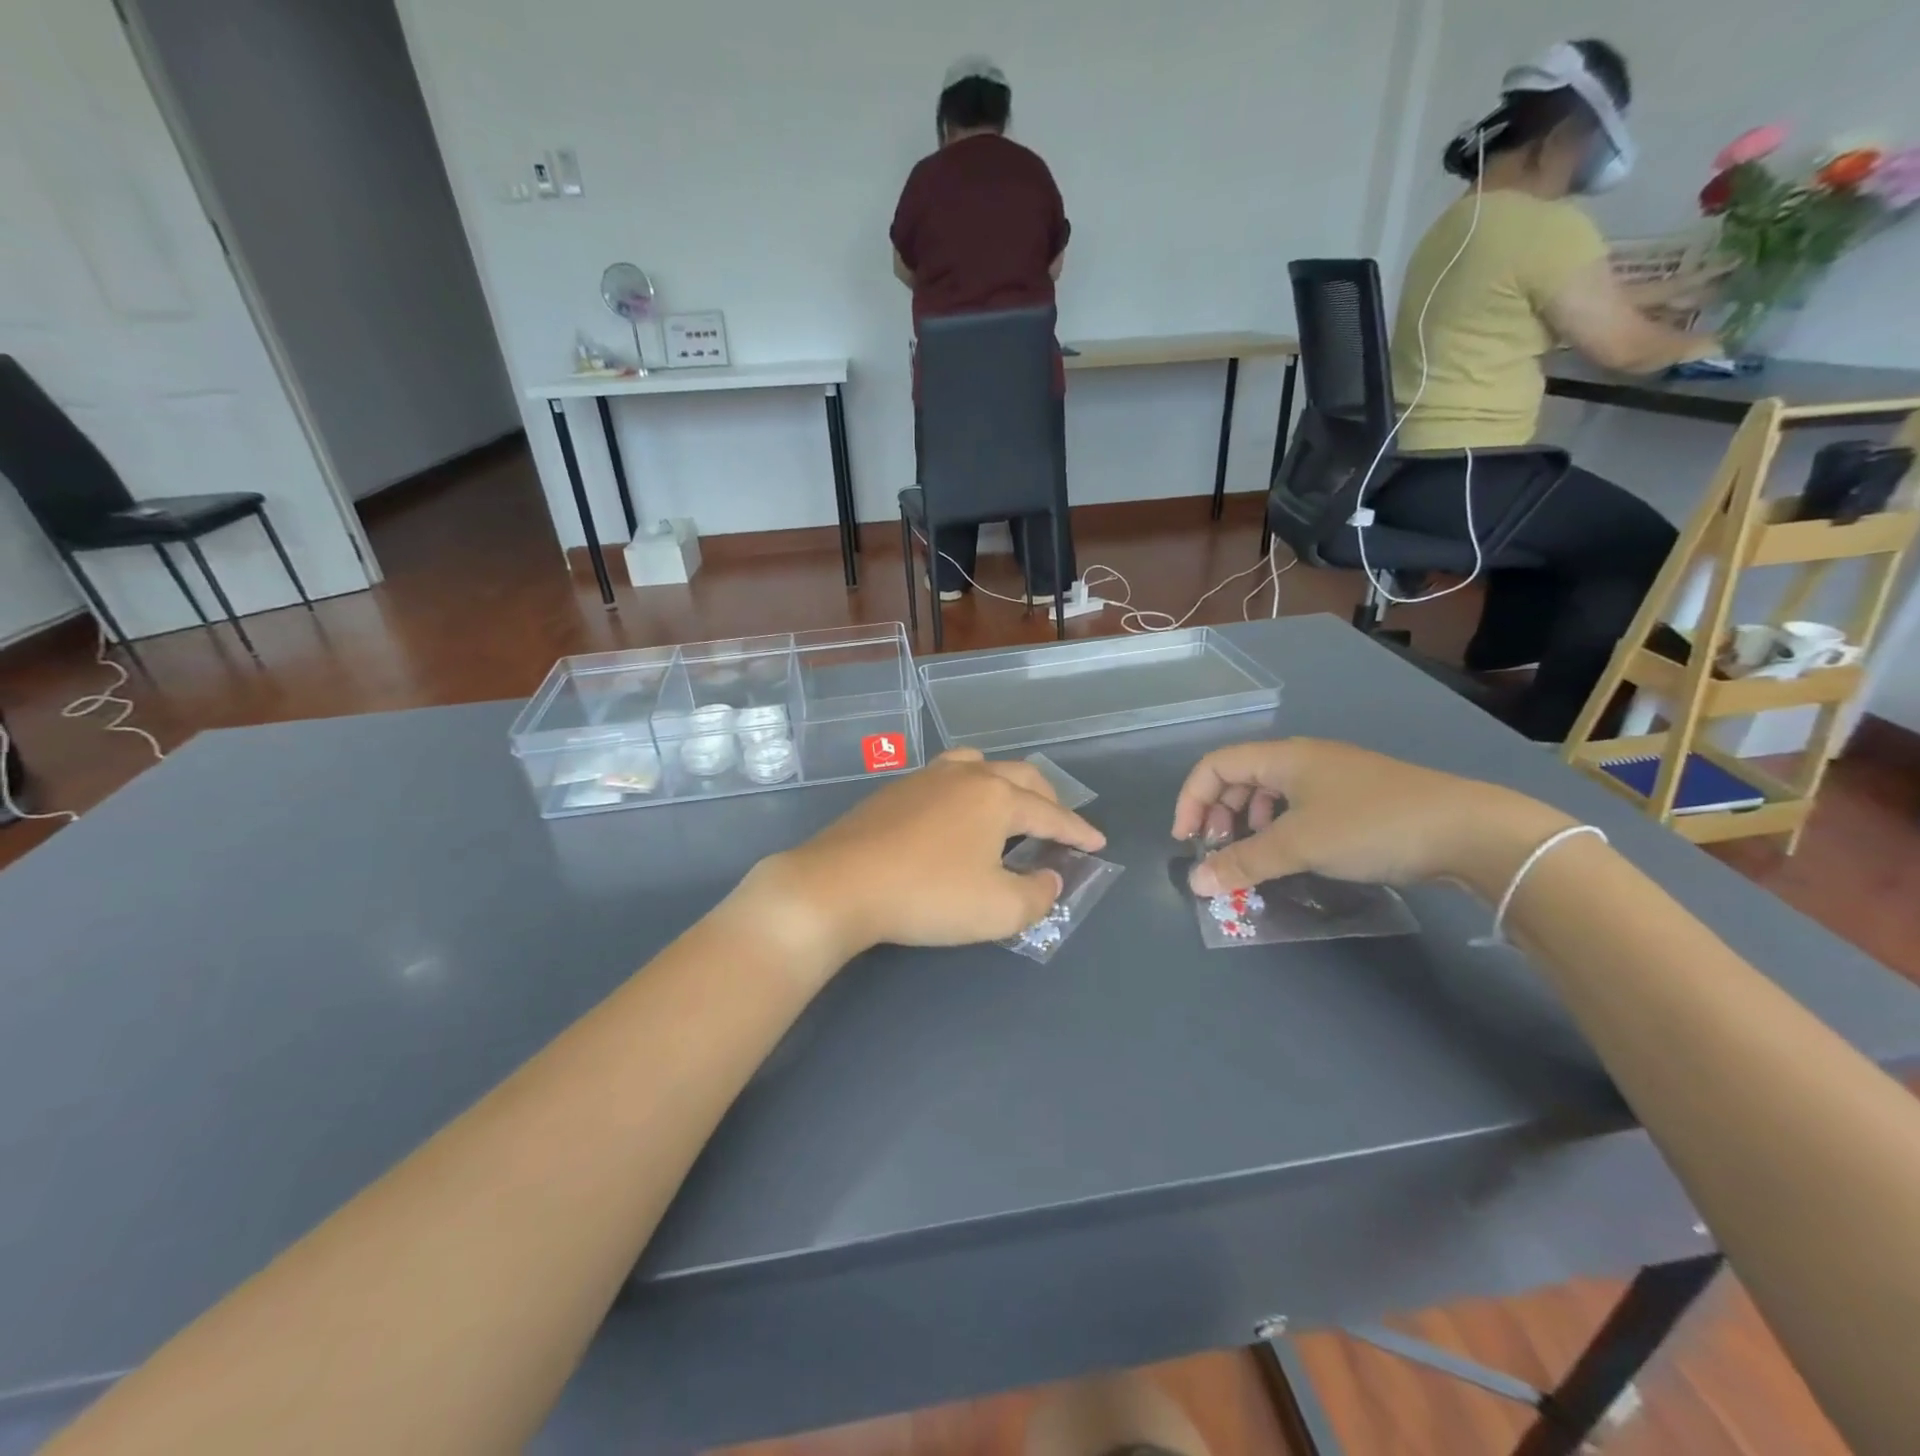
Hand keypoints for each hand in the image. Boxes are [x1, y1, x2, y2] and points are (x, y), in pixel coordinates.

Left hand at [752, 749, 1105, 962]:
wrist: (839, 884)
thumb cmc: (927, 896)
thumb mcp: (998, 910)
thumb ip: (1037, 896)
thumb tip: (1049, 879)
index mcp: (997, 797)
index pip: (1052, 814)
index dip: (1078, 832)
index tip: (1097, 843)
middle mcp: (966, 775)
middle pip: (1020, 777)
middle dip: (1047, 800)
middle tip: (1059, 825)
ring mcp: (927, 777)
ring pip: (980, 765)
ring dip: (1006, 784)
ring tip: (1010, 807)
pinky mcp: (896, 789)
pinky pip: (947, 777)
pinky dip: (970, 789)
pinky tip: (957, 814)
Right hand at [1170, 739, 1569, 897]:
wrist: (1468, 830)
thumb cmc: (1371, 825)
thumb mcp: (1299, 845)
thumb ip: (1243, 863)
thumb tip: (1194, 883)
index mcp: (1283, 757)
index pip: (1214, 766)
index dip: (1191, 800)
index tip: (1188, 842)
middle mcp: (1303, 758)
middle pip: (1239, 777)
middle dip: (1218, 814)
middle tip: (1217, 852)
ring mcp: (1332, 777)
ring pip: (1269, 793)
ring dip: (1248, 823)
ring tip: (1252, 855)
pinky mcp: (1356, 797)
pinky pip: (1297, 806)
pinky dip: (1279, 828)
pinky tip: (1292, 853)